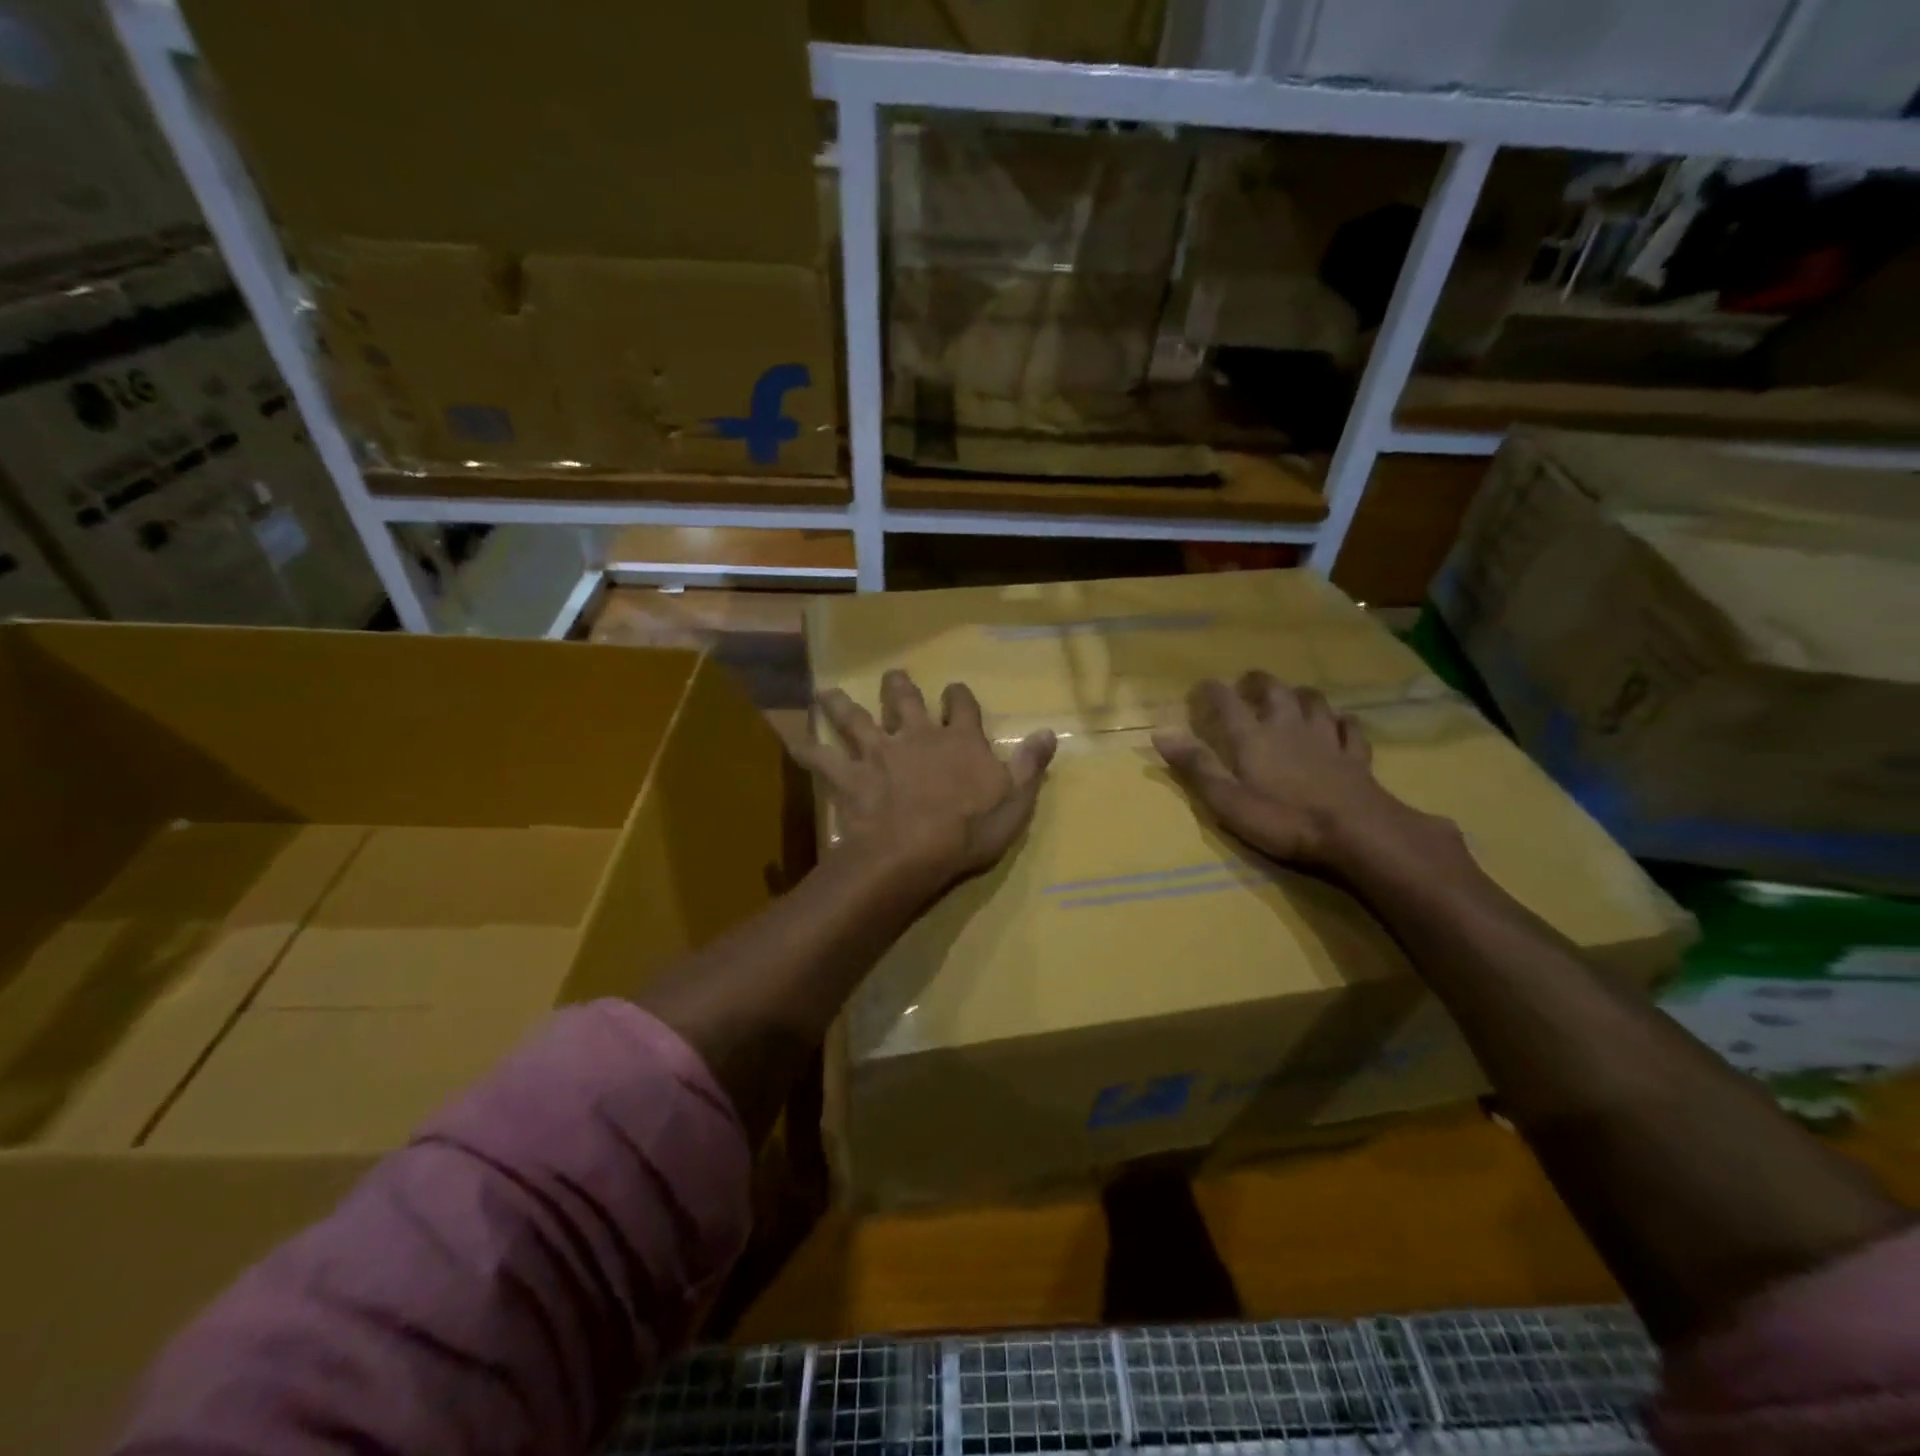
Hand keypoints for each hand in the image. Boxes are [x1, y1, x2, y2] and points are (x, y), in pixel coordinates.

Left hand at [800, 670, 1056, 893]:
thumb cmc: (970, 831)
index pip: (962, 706)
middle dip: (898, 686)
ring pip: (856, 719)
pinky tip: (791, 741)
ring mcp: (880, 753)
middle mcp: (917, 736)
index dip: (958, 696)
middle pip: (904, 701)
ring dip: (841, 705)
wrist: (914, 852)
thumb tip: (1048, 732)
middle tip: (892, 675)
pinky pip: (822, 758)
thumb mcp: (1016, 801)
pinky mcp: (851, 776)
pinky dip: (806, 749)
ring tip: (827, 693)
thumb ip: (1030, 765)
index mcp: (959, 740)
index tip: (954, 690)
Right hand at [1152, 671, 1446, 872]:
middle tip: (1247, 682)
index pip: (1226, 702)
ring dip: (1300, 694)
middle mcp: (1288, 726)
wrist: (1356, 831)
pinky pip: (1349, 728)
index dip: (1211, 691)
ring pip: (1314, 701)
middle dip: (1257, 682)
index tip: (1200, 687)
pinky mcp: (1355, 755)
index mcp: (1253, 737)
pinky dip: (1342, 722)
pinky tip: (1340, 724)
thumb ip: (1196, 766)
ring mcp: (1325, 738)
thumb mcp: (1227, 800)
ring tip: (1292, 696)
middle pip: (1273, 690)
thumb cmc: (1283, 819)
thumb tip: (1160, 734)